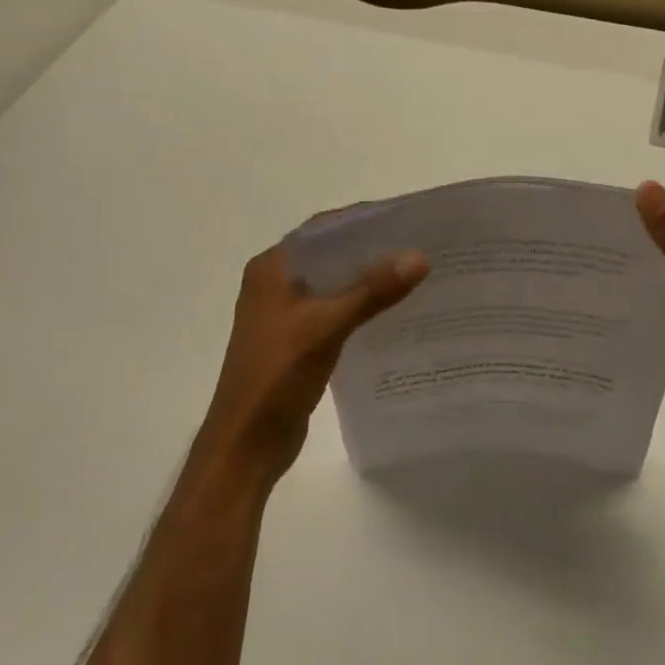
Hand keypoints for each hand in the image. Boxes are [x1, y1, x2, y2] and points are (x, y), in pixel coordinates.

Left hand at [198, 240, 429, 481]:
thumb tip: (419, 257)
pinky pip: (332, 309)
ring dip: (365, 278)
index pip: (322, 229)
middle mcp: (274, 283)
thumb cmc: (276, 377)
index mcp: (271, 268)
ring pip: (332, 283)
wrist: (246, 445)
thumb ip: (372, 291)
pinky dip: (359, 305)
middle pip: (329, 254)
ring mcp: (284, 313)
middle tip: (417, 245)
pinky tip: (391, 310)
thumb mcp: (327, 327)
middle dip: (369, 249)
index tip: (404, 218)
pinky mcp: (295, 339)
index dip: (361, 219)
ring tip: (412, 273)